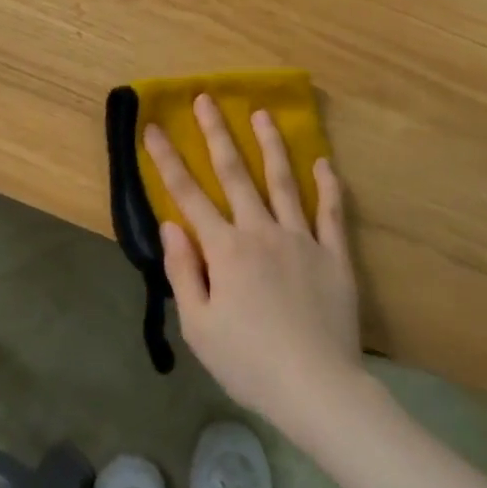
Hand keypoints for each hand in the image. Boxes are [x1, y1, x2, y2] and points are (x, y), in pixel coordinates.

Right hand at [148, 96, 363, 436]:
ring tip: (262, 113)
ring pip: (283, 181)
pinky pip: (331, 213)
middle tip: (206, 99)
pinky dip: (328, 186)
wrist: (317, 388)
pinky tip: (324, 162)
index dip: (167, 160)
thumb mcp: (199, 326)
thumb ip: (182, 271)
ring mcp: (301, 239)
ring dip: (270, 145)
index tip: (153, 127)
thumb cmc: (248, 362)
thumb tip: (171, 224)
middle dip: (217, 134)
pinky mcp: (334, 255)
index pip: (188, 195)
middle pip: (235, 173)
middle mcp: (261, 232)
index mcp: (225, 249)